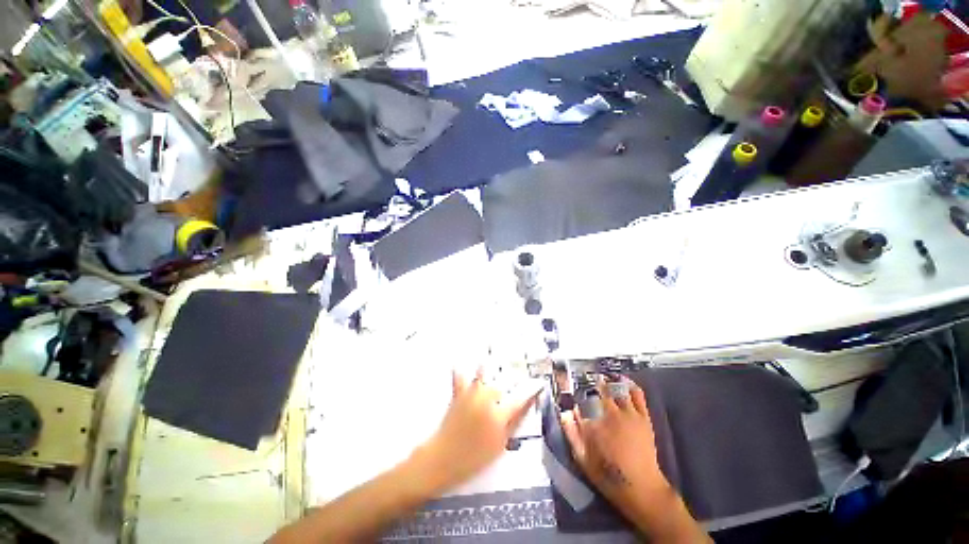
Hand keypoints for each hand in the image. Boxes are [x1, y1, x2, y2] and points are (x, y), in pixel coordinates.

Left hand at [418, 369, 539, 492]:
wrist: (443, 460)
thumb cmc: (473, 459)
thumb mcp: (499, 447)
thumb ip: (512, 426)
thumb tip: (524, 409)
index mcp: (498, 417)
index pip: (519, 401)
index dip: (530, 392)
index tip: (538, 384)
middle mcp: (486, 402)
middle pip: (499, 388)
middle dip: (503, 390)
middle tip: (505, 394)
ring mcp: (471, 397)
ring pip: (482, 377)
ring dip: (485, 372)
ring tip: (487, 365)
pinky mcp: (458, 396)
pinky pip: (459, 379)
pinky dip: (459, 373)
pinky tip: (458, 364)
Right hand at [560, 379, 669, 504]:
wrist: (641, 488)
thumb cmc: (608, 474)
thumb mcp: (582, 458)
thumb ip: (571, 433)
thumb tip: (565, 413)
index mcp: (593, 424)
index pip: (581, 402)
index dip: (576, 397)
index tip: (574, 397)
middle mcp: (610, 414)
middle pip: (599, 390)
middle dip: (592, 384)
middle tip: (588, 381)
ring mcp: (629, 414)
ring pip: (616, 389)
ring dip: (608, 382)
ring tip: (602, 378)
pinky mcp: (643, 417)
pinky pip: (637, 394)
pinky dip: (629, 384)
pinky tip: (622, 380)